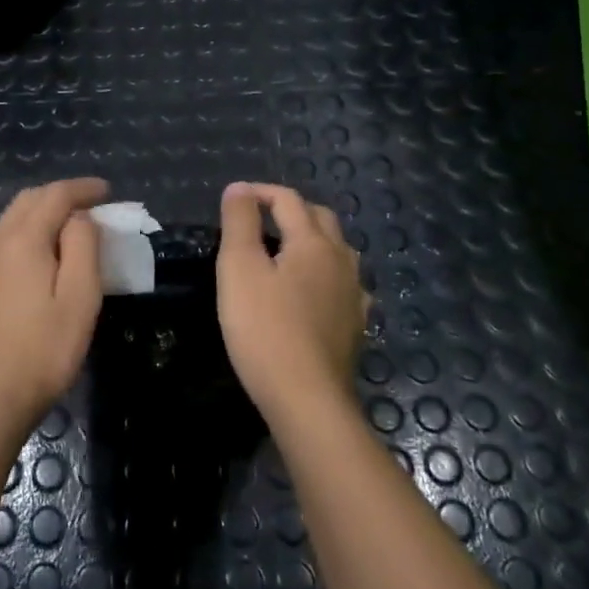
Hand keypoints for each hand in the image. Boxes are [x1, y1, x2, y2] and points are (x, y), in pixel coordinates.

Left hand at [0, 178, 108, 442]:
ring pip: (11, 219)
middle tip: (92, 207)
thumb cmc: (39, 353)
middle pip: (28, 200)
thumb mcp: (79, 300)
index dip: (83, 188)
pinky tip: (37, 256)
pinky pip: (0, 240)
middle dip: (61, 196)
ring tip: (70, 230)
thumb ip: (83, 247)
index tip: (108, 191)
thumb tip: (80, 217)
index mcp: (21, 239)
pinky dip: (25, 233)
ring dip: (42, 213)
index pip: (55, 195)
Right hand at [217, 182, 368, 424]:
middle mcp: (342, 260)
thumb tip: (239, 188)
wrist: (307, 399)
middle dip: (291, 210)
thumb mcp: (239, 268)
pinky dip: (324, 275)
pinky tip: (314, 293)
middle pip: (320, 219)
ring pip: (337, 251)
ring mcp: (354, 295)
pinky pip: (343, 285)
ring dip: (311, 241)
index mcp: (313, 242)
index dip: (259, 192)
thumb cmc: (265, 329)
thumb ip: (239, 222)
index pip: (288, 200)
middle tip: (259, 220)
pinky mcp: (355, 326)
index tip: (233, 200)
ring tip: (284, 252)